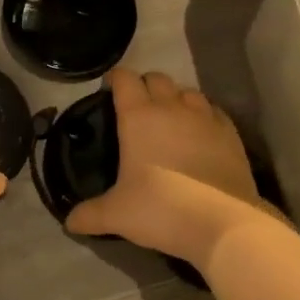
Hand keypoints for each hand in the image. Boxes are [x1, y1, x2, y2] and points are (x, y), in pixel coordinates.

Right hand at [67, 68, 274, 267]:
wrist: (222, 222)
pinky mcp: (231, 133)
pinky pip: (213, 111)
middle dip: (145, 85)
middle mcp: (172, 107)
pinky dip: (204, 116)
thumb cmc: (161, 209)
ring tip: (171, 119)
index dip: (115, 79)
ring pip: (188, 91)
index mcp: (138, 116)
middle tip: (138, 107)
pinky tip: (201, 134)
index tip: (109, 90)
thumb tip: (69, 222)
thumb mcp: (117, 215)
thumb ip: (90, 214)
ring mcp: (205, 117)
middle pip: (157, 78)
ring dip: (176, 98)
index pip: (124, 79)